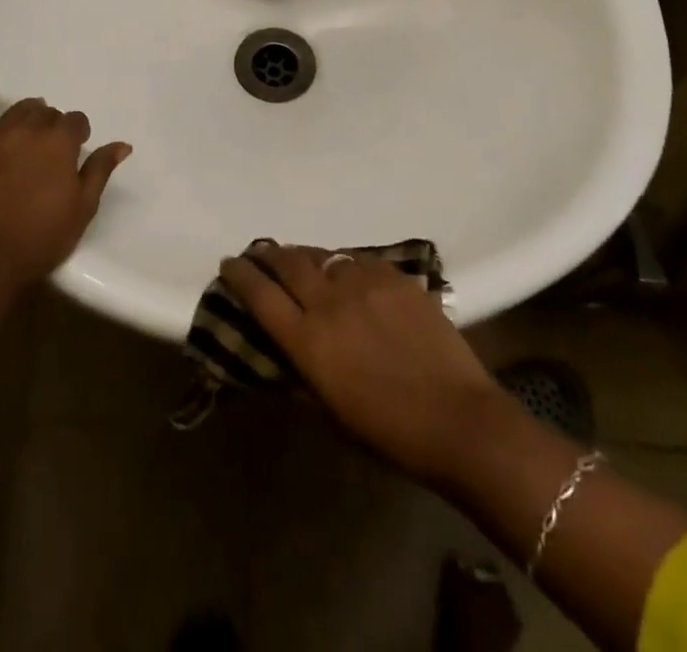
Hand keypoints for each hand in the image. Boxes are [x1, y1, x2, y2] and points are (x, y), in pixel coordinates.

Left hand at [0, 73, 130, 288]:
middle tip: (54, 148)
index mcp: (60, 143)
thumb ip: (100, 170)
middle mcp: (30, 130)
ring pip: (19, 110)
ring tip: (34, 122)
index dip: (79, 134)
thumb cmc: (42, 236)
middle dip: (55, 126)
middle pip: (48, 115)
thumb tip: (123, 144)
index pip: (75, 122)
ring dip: (31, 113)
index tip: (78, 149)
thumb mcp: (83, 207)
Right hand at [221, 244, 505, 485]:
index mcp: (308, 341)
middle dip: (268, 254)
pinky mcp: (395, 276)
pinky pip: (359, 259)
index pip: (260, 295)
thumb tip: (281, 356)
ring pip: (323, 255)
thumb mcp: (330, 413)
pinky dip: (344, 263)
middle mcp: (329, 302)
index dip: (240, 274)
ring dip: (306, 257)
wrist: (458, 419)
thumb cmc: (389, 432)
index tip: (229, 263)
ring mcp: (364, 283)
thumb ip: (301, 376)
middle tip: (260, 254)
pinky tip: (347, 272)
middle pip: (287, 262)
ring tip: (302, 261)